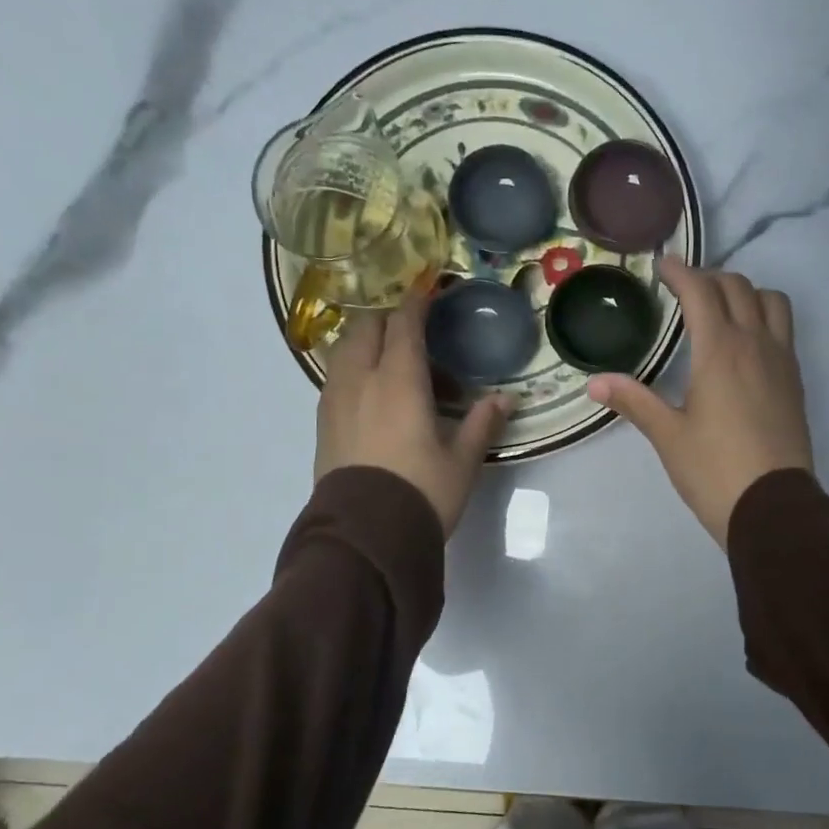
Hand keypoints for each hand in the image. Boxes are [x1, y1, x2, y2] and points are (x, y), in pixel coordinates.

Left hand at [315, 291, 509, 535]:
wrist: (365, 537)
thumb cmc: (421, 493)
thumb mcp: (462, 461)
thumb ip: (482, 423)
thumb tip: (505, 399)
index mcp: (398, 381)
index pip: (405, 323)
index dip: (418, 302)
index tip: (431, 290)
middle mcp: (361, 380)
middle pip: (367, 327)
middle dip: (391, 320)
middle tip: (421, 338)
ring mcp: (335, 400)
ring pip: (347, 350)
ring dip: (372, 346)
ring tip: (400, 371)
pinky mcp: (323, 422)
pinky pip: (338, 377)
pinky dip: (358, 370)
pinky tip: (378, 397)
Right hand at [588, 259, 811, 547]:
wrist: (773, 507)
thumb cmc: (714, 470)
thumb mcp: (668, 436)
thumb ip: (634, 401)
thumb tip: (594, 383)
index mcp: (720, 351)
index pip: (701, 291)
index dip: (680, 271)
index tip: (662, 265)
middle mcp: (755, 344)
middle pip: (738, 287)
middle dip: (709, 278)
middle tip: (684, 289)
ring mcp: (782, 361)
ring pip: (771, 301)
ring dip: (745, 293)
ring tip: (721, 309)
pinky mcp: (795, 381)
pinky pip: (783, 330)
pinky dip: (763, 318)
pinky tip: (744, 345)